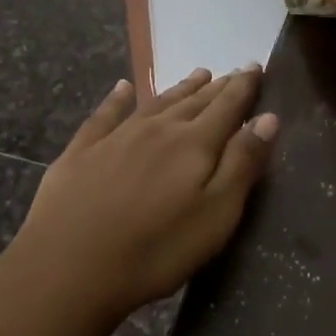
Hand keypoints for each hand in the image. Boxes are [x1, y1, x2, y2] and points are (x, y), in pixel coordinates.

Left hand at [0, 67, 277, 333]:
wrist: (68, 269)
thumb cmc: (156, 250)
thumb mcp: (216, 214)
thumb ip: (242, 163)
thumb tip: (267, 117)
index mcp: (194, 144)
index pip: (227, 106)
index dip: (244, 86)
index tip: (256, 66)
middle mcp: (157, 129)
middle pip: (194, 101)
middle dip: (217, 86)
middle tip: (233, 72)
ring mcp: (115, 138)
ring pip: (155, 103)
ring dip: (179, 88)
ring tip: (198, 74)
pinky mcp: (80, 153)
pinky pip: (104, 115)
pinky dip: (116, 99)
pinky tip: (122, 88)